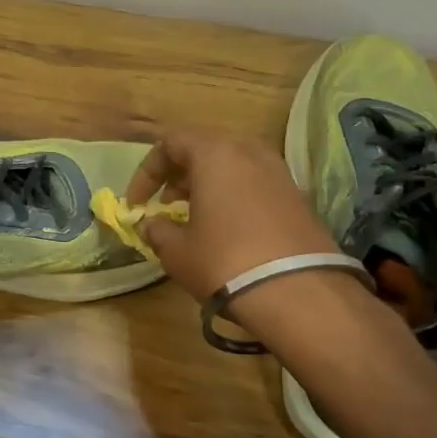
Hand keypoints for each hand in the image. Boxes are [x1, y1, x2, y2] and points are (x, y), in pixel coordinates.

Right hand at [125, 133, 340, 302]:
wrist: (299, 293)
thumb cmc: (225, 262)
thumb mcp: (177, 251)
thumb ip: (157, 230)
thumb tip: (151, 225)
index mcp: (215, 153)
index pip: (170, 144)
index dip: (146, 172)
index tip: (136, 203)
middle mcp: (249, 151)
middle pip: (203, 149)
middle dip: (178, 175)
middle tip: (164, 204)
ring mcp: (278, 172)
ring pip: (232, 165)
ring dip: (206, 185)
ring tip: (193, 217)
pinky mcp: (297, 196)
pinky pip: (254, 184)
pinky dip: (233, 196)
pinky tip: (226, 229)